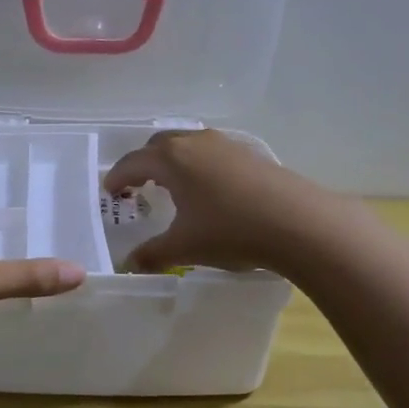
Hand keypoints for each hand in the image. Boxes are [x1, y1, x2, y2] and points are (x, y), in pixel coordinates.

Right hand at [102, 129, 322, 273]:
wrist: (298, 222)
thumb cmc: (230, 231)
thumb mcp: (184, 247)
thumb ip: (152, 254)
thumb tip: (130, 264)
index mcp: (171, 159)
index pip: (133, 162)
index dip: (117, 176)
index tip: (110, 191)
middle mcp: (195, 143)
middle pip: (159, 144)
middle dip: (143, 163)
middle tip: (136, 185)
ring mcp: (225, 145)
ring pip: (188, 144)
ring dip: (172, 161)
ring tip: (172, 185)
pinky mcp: (250, 154)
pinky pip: (211, 152)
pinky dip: (198, 164)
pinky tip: (208, 189)